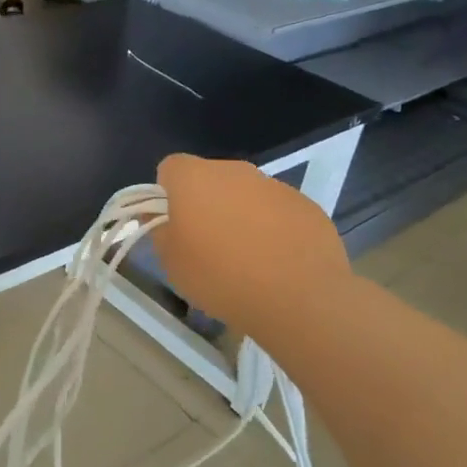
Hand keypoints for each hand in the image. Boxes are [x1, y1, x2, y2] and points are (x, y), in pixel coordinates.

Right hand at [151, 154, 350, 340]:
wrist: (298, 298)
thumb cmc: (220, 277)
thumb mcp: (171, 261)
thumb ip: (159, 230)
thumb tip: (159, 215)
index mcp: (194, 178)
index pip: (170, 168)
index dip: (167, 194)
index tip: (174, 224)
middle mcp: (234, 171)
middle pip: (210, 178)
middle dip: (205, 203)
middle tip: (207, 244)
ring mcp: (275, 185)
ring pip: (246, 194)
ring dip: (240, 215)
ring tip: (247, 259)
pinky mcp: (307, 205)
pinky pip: (278, 211)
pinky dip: (273, 228)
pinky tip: (278, 262)